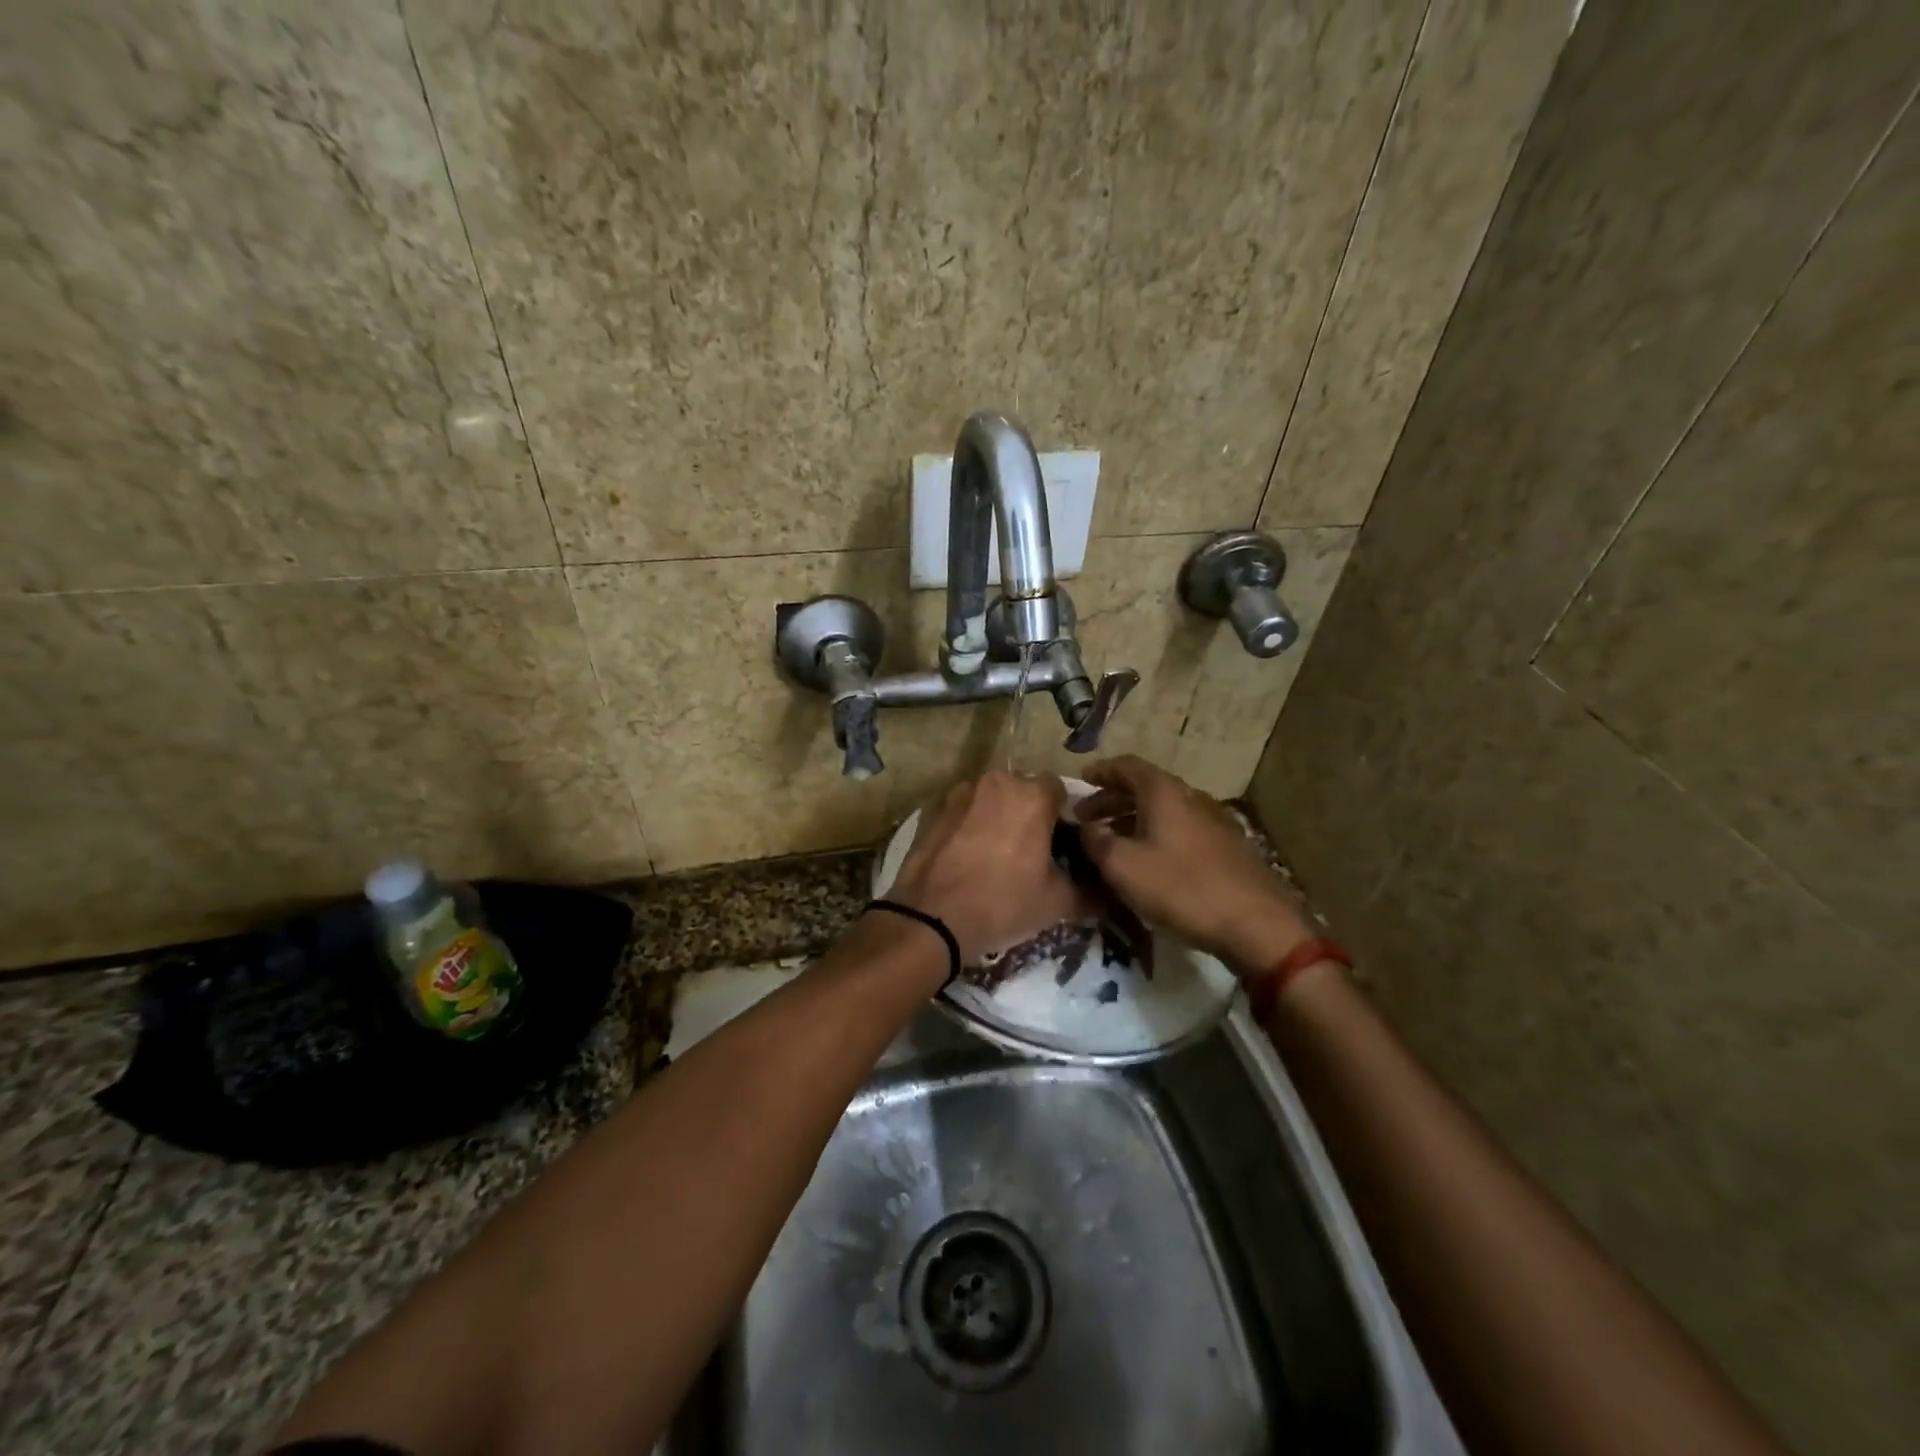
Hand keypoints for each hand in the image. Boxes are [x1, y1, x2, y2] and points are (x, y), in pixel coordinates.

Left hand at [885, 772, 1083, 964]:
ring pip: (990, 800)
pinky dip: (969, 827)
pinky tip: (967, 859)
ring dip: (998, 818)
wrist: (930, 919)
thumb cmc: (1003, 903)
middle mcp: (995, 782)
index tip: (1062, 844)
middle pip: (1023, 791)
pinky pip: (963, 813)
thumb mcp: (1057, 903)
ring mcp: (959, 793)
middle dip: (1029, 814)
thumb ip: (1086, 889)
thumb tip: (1101, 892)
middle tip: (1030, 852)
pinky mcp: (932, 810)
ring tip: (995, 856)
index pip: (1060, 791)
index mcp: (1031, 795)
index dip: (1064, 816)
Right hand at [1077, 756, 1311, 973]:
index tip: (1081, 781)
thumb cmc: (1181, 887)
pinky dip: (1157, 834)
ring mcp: (1213, 820)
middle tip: (1087, 818)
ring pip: (1164, 809)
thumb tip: (1086, 827)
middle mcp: (1190, 796)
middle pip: (1145, 787)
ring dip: (1133, 819)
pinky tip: (1149, 860)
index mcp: (1164, 792)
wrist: (1256, 923)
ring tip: (1112, 841)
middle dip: (1112, 799)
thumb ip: (1096, 841)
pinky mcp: (1227, 846)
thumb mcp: (1123, 866)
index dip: (1101, 771)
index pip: (1127, 766)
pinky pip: (1181, 828)